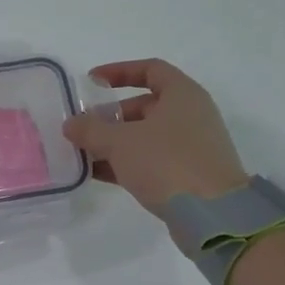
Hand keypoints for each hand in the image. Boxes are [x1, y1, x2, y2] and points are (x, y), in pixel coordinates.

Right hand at [63, 58, 248, 213]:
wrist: (214, 216)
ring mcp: (191, 147)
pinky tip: (97, 174)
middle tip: (82, 128)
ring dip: (113, 142)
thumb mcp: (120, 142)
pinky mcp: (187, 175)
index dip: (119, 71)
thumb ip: (91, 129)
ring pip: (145, 136)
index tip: (91, 82)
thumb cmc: (167, 163)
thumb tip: (71, 124)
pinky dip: (125, 163)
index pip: (150, 69)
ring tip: (82, 153)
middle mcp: (190, 116)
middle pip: (144, 106)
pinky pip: (150, 161)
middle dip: (110, 116)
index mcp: (182, 95)